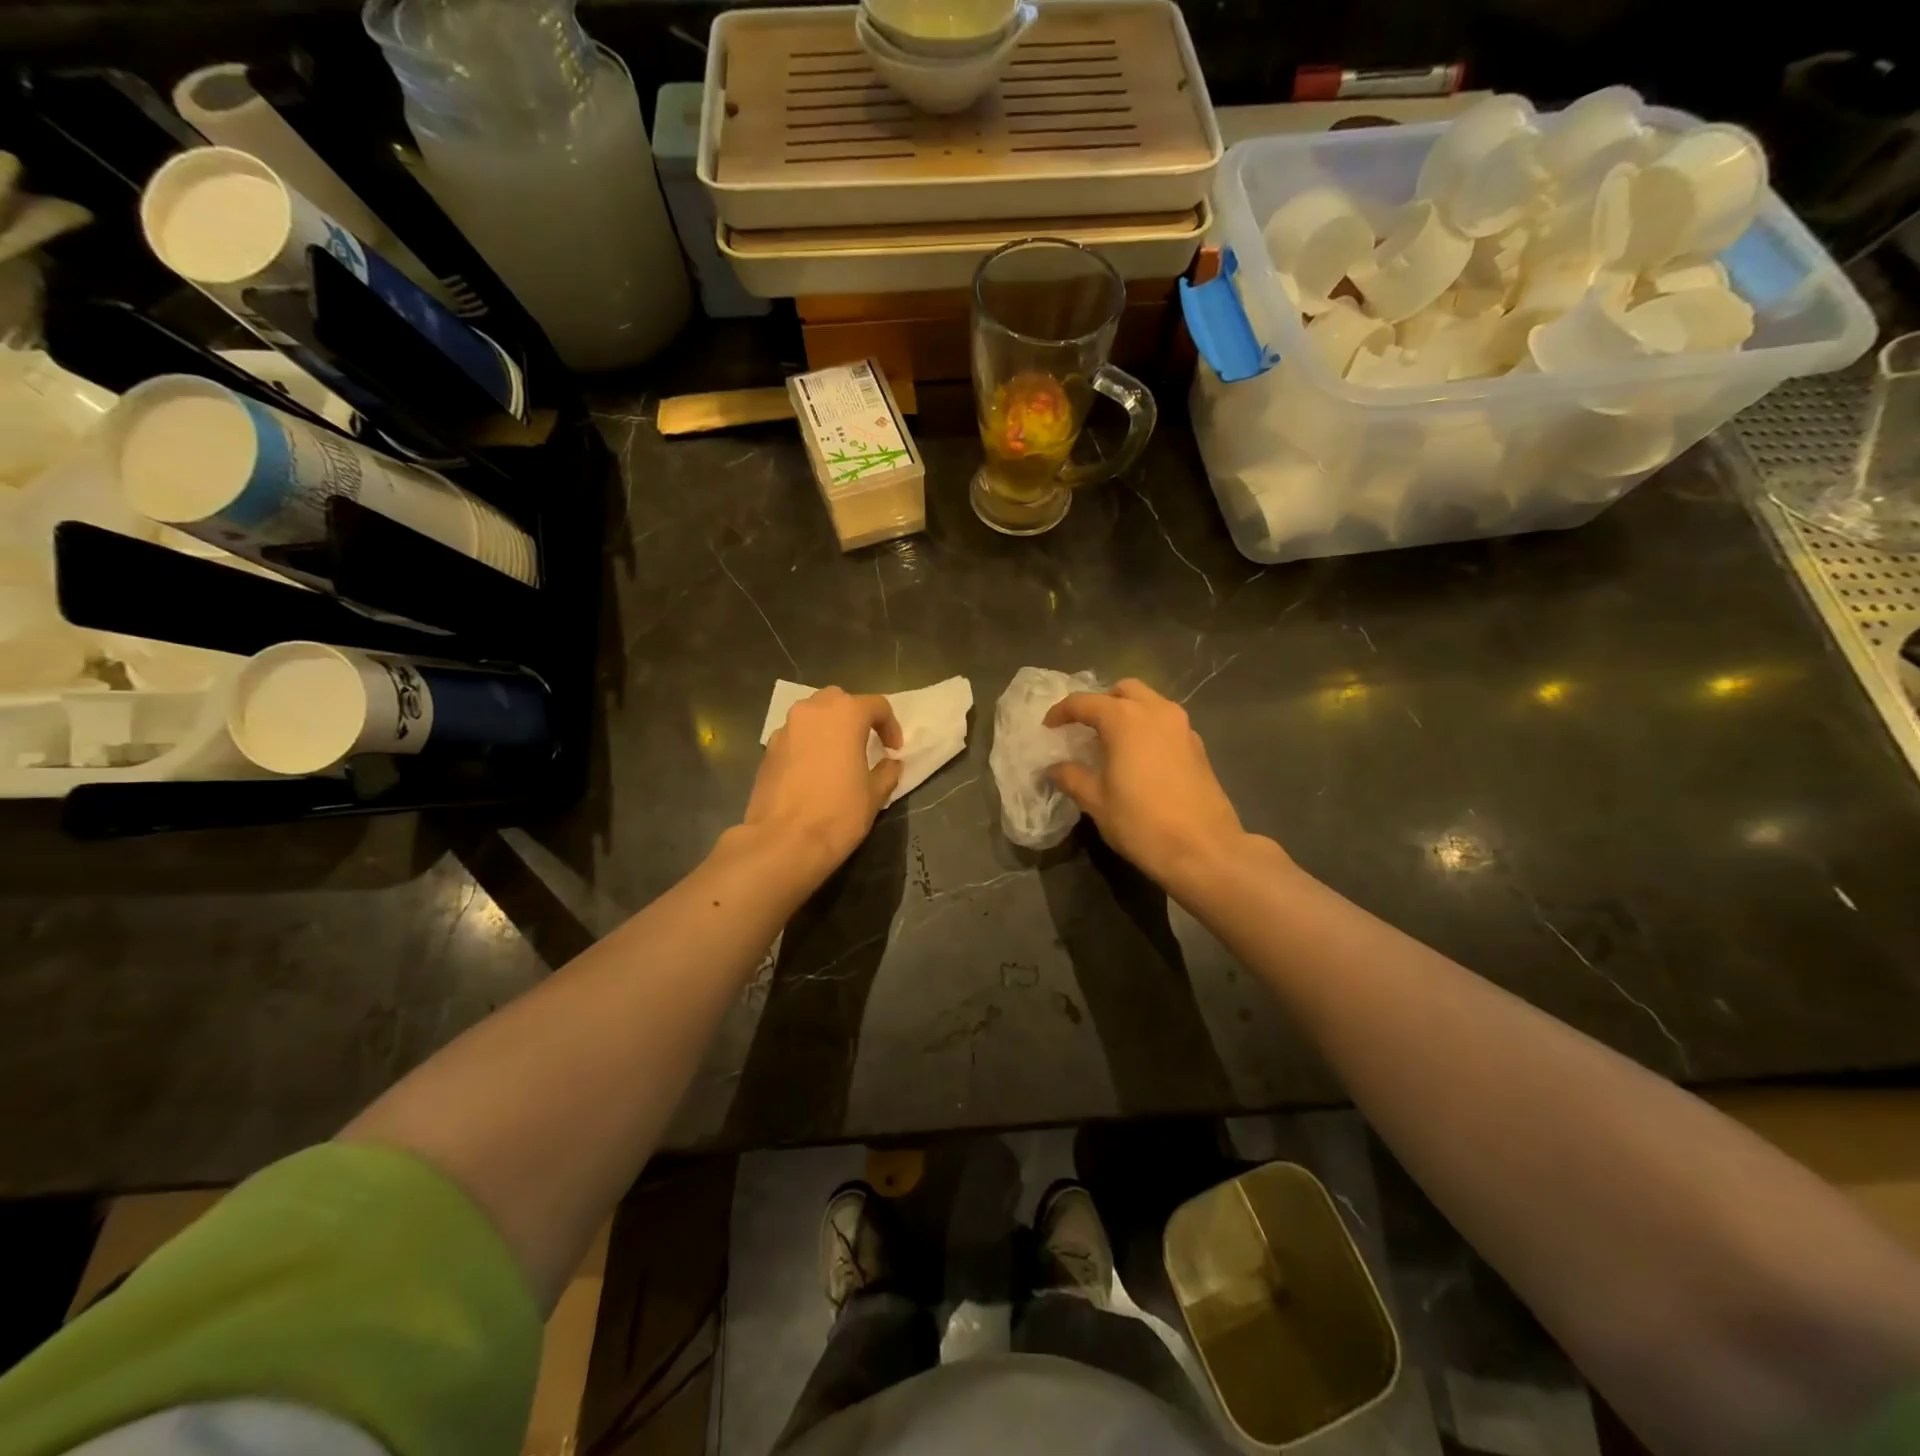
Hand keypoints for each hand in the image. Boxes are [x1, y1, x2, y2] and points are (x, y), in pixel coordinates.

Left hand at [742, 687, 902, 884]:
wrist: (783, 842)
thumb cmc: (838, 814)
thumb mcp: (874, 795)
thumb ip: (886, 772)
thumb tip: (890, 764)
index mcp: (845, 714)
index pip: (876, 705)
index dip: (890, 726)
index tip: (894, 750)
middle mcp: (812, 711)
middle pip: (839, 701)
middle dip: (855, 717)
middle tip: (865, 743)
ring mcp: (785, 729)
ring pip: (812, 716)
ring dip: (829, 728)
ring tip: (838, 757)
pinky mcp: (767, 750)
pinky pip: (795, 737)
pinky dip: (808, 745)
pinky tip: (814, 773)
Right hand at [1044, 678, 1260, 890]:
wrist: (1204, 850)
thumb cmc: (1141, 823)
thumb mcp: (1096, 802)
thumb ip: (1071, 777)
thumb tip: (1054, 768)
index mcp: (1125, 719)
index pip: (1084, 702)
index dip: (1061, 712)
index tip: (1048, 728)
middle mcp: (1155, 711)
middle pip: (1123, 690)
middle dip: (1100, 703)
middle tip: (1084, 728)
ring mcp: (1182, 726)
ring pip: (1149, 702)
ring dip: (1127, 712)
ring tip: (1111, 741)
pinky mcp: (1197, 745)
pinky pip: (1166, 722)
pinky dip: (1147, 727)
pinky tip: (1138, 757)